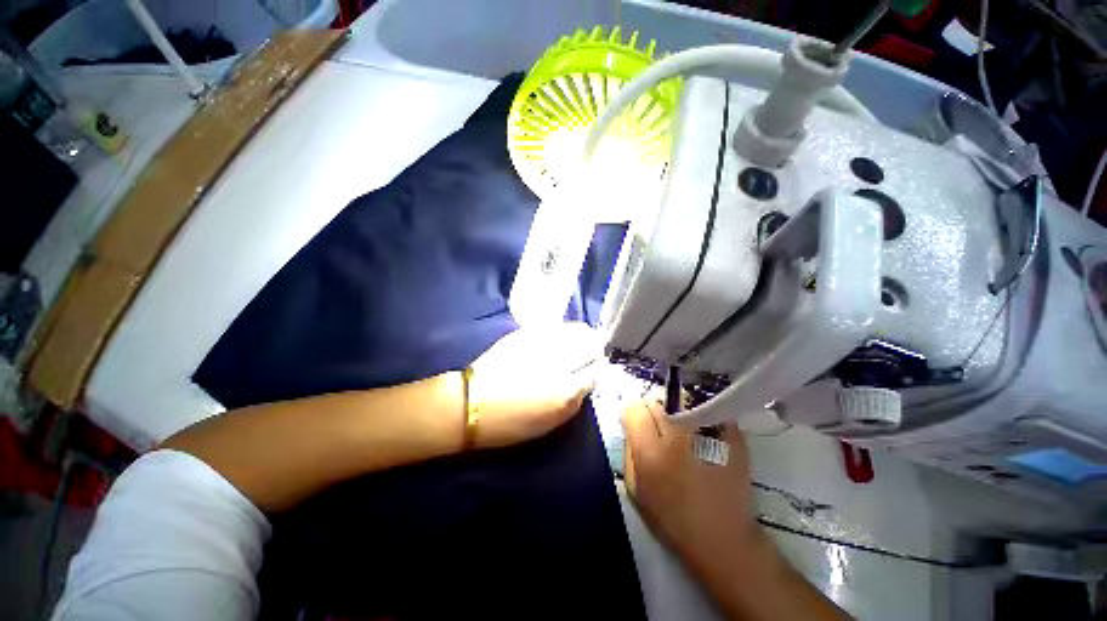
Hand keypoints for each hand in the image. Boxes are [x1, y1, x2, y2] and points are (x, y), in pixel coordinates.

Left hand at [467, 323, 602, 448]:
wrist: (471, 403)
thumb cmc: (510, 423)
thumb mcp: (549, 423)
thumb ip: (573, 402)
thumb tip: (585, 383)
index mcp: (565, 390)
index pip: (596, 371)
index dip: (598, 370)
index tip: (594, 371)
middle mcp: (558, 362)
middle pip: (591, 344)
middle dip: (595, 348)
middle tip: (590, 354)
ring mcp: (542, 343)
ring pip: (576, 329)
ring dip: (582, 336)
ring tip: (578, 342)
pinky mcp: (527, 332)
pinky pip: (556, 326)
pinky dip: (564, 331)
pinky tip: (560, 338)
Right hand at [621, 397, 760, 574]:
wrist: (724, 539)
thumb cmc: (672, 518)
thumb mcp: (635, 489)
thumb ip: (629, 450)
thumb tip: (631, 425)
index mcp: (651, 451)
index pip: (634, 408)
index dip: (632, 415)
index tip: (636, 425)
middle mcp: (678, 435)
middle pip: (656, 402)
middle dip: (652, 412)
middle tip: (658, 432)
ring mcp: (707, 432)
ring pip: (680, 401)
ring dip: (674, 413)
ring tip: (679, 434)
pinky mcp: (731, 435)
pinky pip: (706, 411)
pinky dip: (699, 417)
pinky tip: (700, 437)